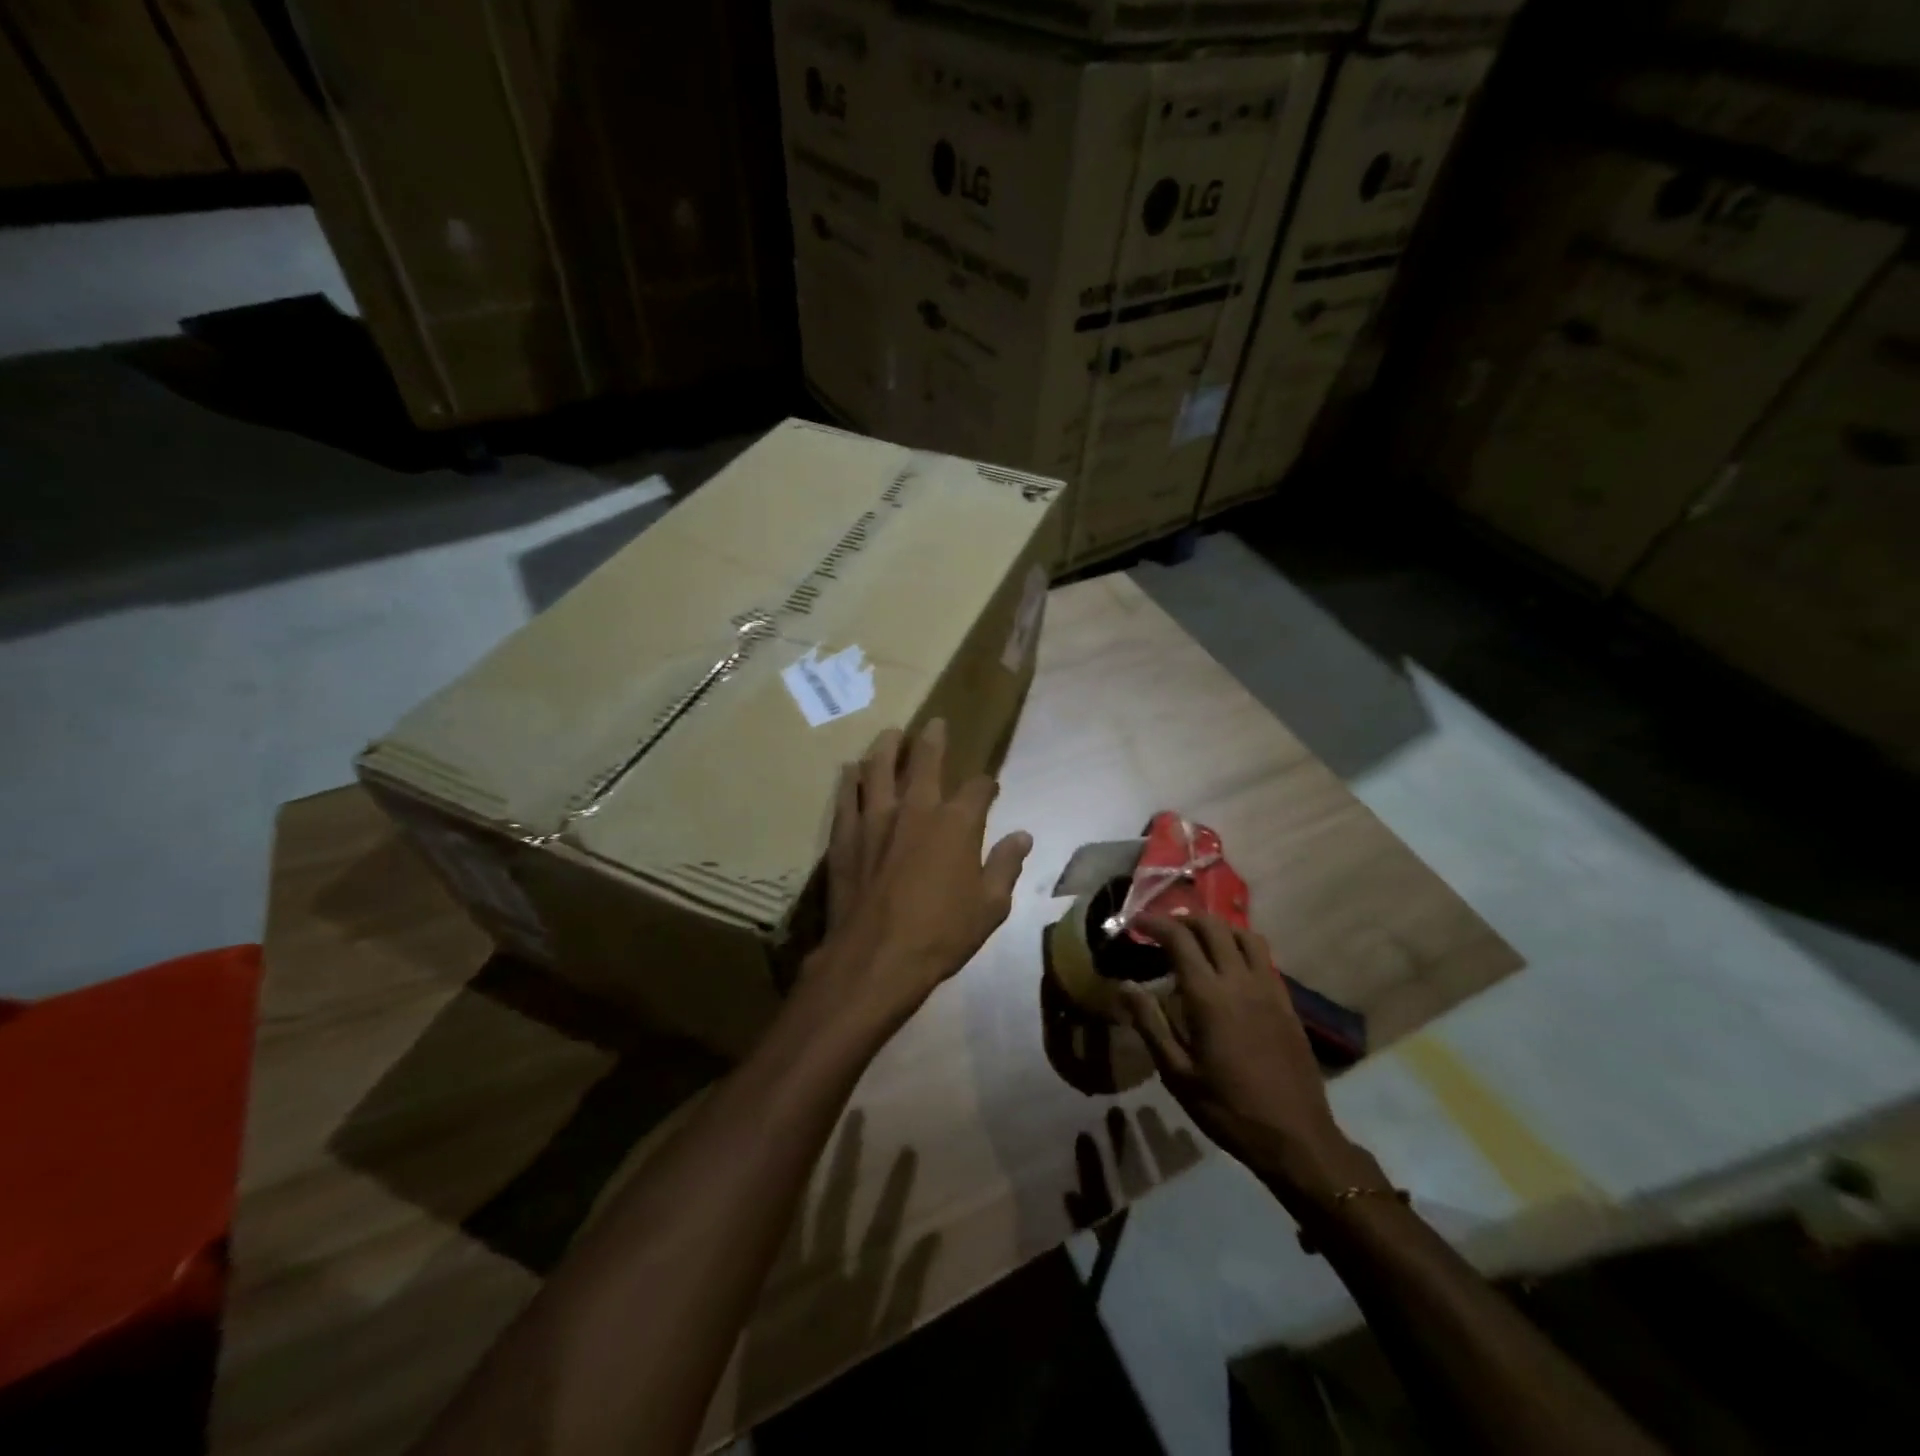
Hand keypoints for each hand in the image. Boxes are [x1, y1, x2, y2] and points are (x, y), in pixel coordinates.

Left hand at [804, 720, 1031, 1037]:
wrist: (876, 958)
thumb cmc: (941, 935)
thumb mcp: (990, 907)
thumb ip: (1005, 866)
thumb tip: (1023, 836)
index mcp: (957, 824)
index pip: (977, 789)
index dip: (986, 785)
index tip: (988, 787)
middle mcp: (916, 809)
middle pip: (924, 762)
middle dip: (932, 740)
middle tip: (934, 723)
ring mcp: (876, 819)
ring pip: (879, 769)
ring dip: (886, 748)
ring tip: (889, 734)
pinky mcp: (845, 836)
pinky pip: (847, 797)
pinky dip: (850, 781)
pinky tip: (850, 771)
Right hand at [1120, 914, 1380, 1209]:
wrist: (1295, 1137)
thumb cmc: (1228, 1108)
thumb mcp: (1177, 1073)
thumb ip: (1150, 1023)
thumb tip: (1124, 986)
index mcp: (1208, 996)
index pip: (1179, 939)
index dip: (1155, 923)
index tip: (1136, 922)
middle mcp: (1240, 981)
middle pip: (1213, 927)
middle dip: (1183, 918)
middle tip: (1163, 928)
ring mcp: (1268, 989)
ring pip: (1243, 935)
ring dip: (1217, 927)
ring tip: (1197, 939)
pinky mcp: (1286, 1002)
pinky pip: (1263, 957)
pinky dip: (1240, 946)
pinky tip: (1230, 966)